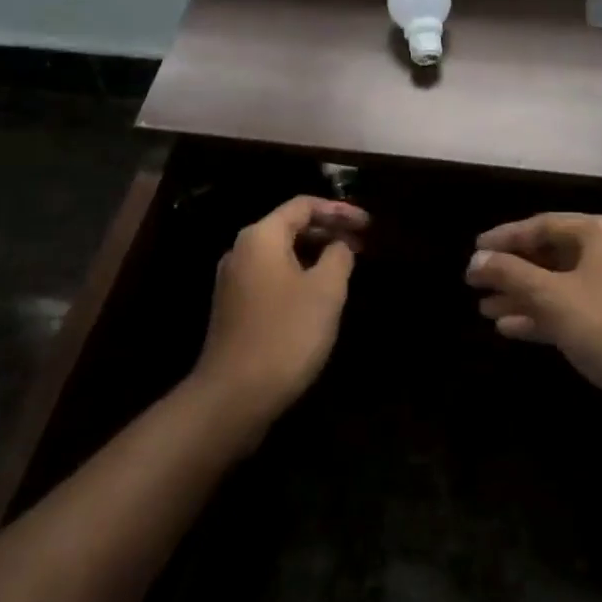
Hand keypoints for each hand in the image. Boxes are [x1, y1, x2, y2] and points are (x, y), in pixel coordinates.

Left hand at [191, 195, 370, 431]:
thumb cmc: (285, 334)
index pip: (303, 205)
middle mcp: (241, 249)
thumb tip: (340, 244)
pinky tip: (317, 294)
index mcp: (261, 236)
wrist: (233, 396)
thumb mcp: (325, 291)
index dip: (339, 210)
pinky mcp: (234, 307)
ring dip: (313, 254)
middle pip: (289, 225)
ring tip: (345, 266)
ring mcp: (233, 280)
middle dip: (327, 231)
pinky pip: (271, 276)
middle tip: (362, 243)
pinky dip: (297, 274)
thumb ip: (338, 256)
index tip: (368, 224)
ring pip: (280, 253)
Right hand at [467, 213, 601, 464]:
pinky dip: (543, 318)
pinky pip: (574, 312)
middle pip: (553, 255)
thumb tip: (475, 260)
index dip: (506, 238)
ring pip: (561, 286)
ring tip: (484, 308)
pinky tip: (510, 329)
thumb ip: (511, 274)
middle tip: (475, 282)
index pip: (545, 225)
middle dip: (513, 271)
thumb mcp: (555, 298)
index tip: (474, 251)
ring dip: (523, 296)